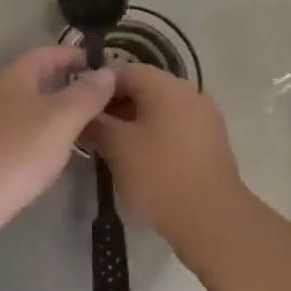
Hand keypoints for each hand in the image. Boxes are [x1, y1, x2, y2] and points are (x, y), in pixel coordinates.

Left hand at [0, 47, 117, 230]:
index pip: (46, 53)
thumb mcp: (62, 119)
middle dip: (64, 83)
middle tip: (95, 96)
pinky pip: (16, 131)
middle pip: (33, 79)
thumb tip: (107, 71)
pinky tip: (50, 153)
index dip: (73, 55)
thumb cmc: (18, 151)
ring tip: (80, 125)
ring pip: (25, 106)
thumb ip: (87, 94)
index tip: (99, 64)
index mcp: (13, 76)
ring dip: (52, 110)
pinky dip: (38, 133)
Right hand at [87, 65, 246, 264]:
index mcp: (166, 85)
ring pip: (158, 108)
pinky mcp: (211, 140)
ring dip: (133, 120)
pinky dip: (153, 133)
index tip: (77, 105)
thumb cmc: (160, 176)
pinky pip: (174, 125)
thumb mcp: (117, 147)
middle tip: (90, 127)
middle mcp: (188, 91)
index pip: (122, 70)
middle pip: (142, 87)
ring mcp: (204, 116)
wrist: (213, 221)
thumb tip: (82, 113)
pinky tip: (138, 157)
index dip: (95, 85)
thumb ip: (95, 123)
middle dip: (114, 104)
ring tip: (110, 144)